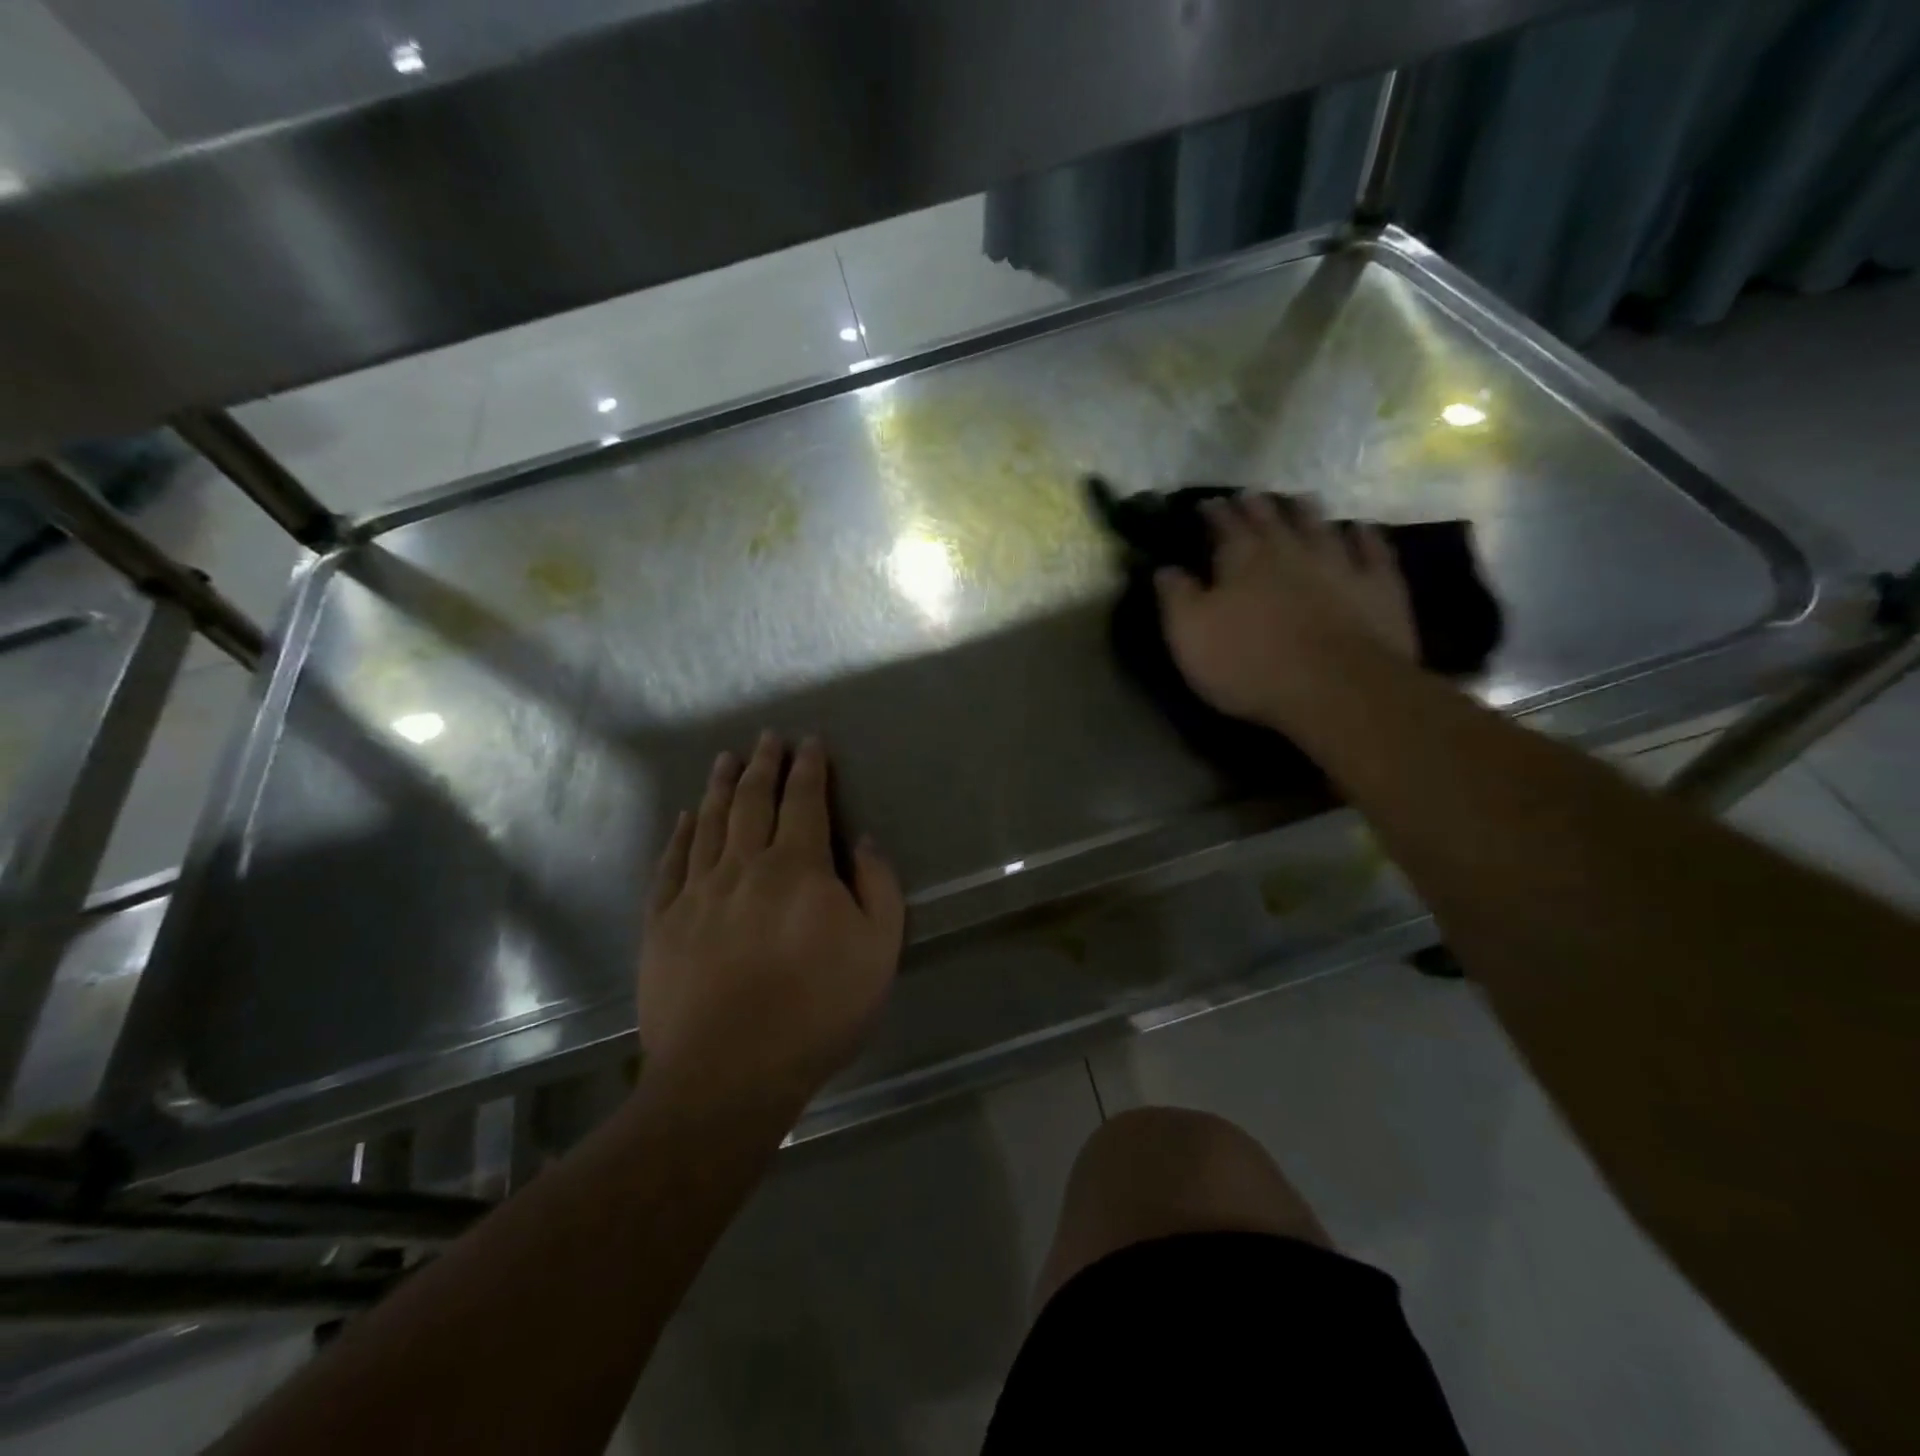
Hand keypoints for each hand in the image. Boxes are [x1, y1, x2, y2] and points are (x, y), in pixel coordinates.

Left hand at [638, 733, 905, 1114]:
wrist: (728, 1074)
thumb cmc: (816, 1011)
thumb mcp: (878, 951)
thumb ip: (878, 888)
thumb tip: (864, 842)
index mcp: (797, 868)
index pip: (804, 801)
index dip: (808, 768)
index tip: (809, 741)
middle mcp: (743, 866)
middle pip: (752, 801)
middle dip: (763, 764)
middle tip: (767, 737)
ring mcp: (697, 893)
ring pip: (710, 824)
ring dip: (720, 787)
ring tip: (725, 759)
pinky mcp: (662, 924)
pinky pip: (671, 865)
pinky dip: (680, 836)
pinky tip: (685, 818)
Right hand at [1155, 494, 1416, 731]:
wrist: (1336, 688)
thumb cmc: (1249, 663)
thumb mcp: (1190, 635)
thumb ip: (1176, 596)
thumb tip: (1164, 567)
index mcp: (1242, 559)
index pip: (1224, 525)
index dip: (1213, 513)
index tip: (1206, 503)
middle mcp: (1291, 550)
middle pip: (1272, 519)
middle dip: (1257, 506)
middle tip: (1250, 496)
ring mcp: (1340, 564)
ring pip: (1320, 526)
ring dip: (1307, 512)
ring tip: (1299, 500)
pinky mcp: (1379, 587)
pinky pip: (1372, 551)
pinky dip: (1364, 537)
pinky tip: (1360, 529)